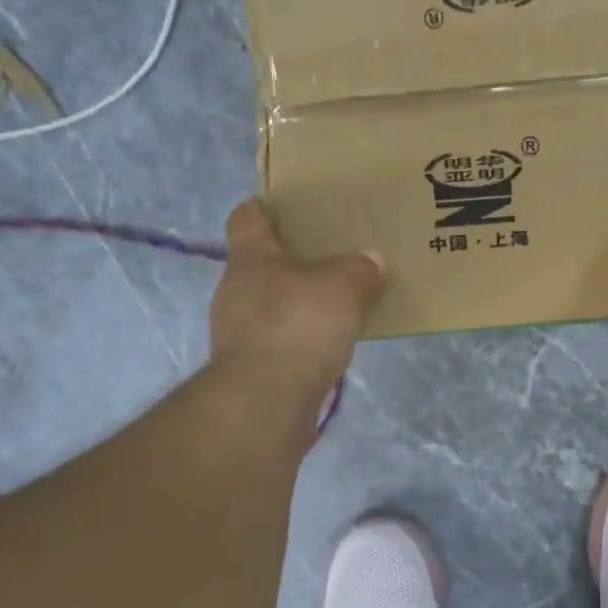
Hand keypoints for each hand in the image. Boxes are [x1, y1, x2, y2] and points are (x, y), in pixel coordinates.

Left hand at [209, 200, 383, 396]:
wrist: (266, 402)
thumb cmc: (297, 327)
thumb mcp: (342, 288)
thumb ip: (359, 270)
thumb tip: (372, 261)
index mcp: (251, 260)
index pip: (246, 219)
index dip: (263, 208)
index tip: (285, 205)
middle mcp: (235, 291)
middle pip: (260, 264)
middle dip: (290, 260)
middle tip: (328, 257)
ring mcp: (238, 333)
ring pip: (269, 305)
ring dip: (295, 303)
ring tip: (334, 305)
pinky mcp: (250, 368)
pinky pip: (278, 341)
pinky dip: (298, 339)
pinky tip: (325, 346)